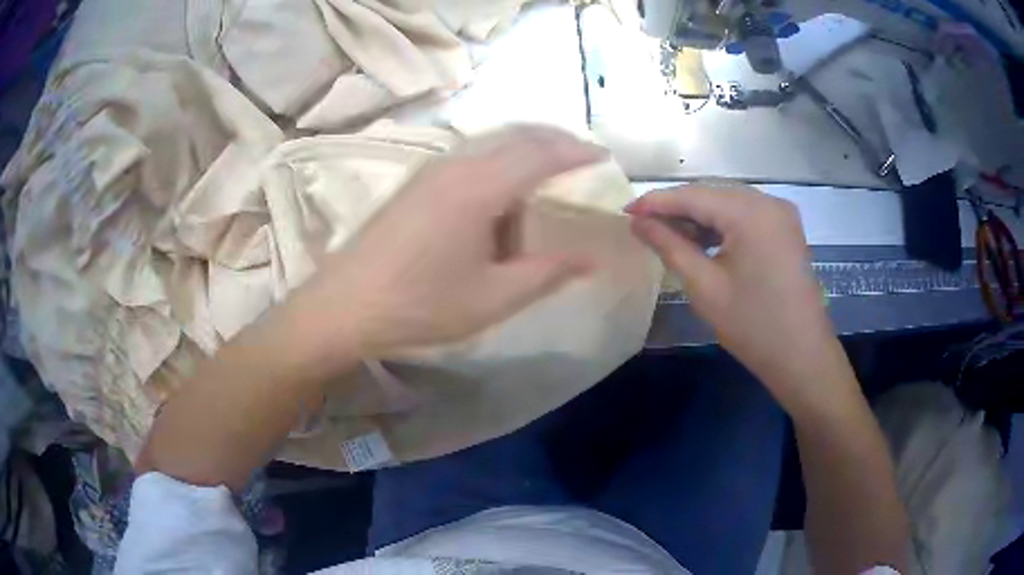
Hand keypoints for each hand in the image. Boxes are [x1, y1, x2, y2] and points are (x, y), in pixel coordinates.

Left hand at [293, 125, 602, 364]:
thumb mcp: (493, 298)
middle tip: (581, 158)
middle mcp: (456, 165)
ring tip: (542, 189)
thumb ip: (547, 273)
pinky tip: (498, 203)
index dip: (577, 152)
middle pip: (516, 136)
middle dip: (554, 142)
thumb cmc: (421, 305)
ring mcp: (431, 171)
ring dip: (523, 157)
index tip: (604, 156)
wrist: (344, 306)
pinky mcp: (416, 183)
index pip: (541, 154)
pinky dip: (498, 168)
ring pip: (491, 146)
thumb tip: (591, 258)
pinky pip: (470, 160)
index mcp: (479, 187)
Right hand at [627, 184, 855, 413]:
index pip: (693, 195)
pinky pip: (746, 215)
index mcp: (750, 212)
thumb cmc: (753, 326)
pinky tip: (703, 241)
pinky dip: (722, 225)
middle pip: (712, 194)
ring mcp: (781, 214)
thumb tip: (638, 223)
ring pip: (728, 203)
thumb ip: (669, 246)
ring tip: (670, 237)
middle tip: (644, 228)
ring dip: (699, 217)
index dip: (656, 202)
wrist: (803, 357)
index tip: (625, 213)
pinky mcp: (786, 229)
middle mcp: (768, 201)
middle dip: (677, 208)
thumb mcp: (705, 287)